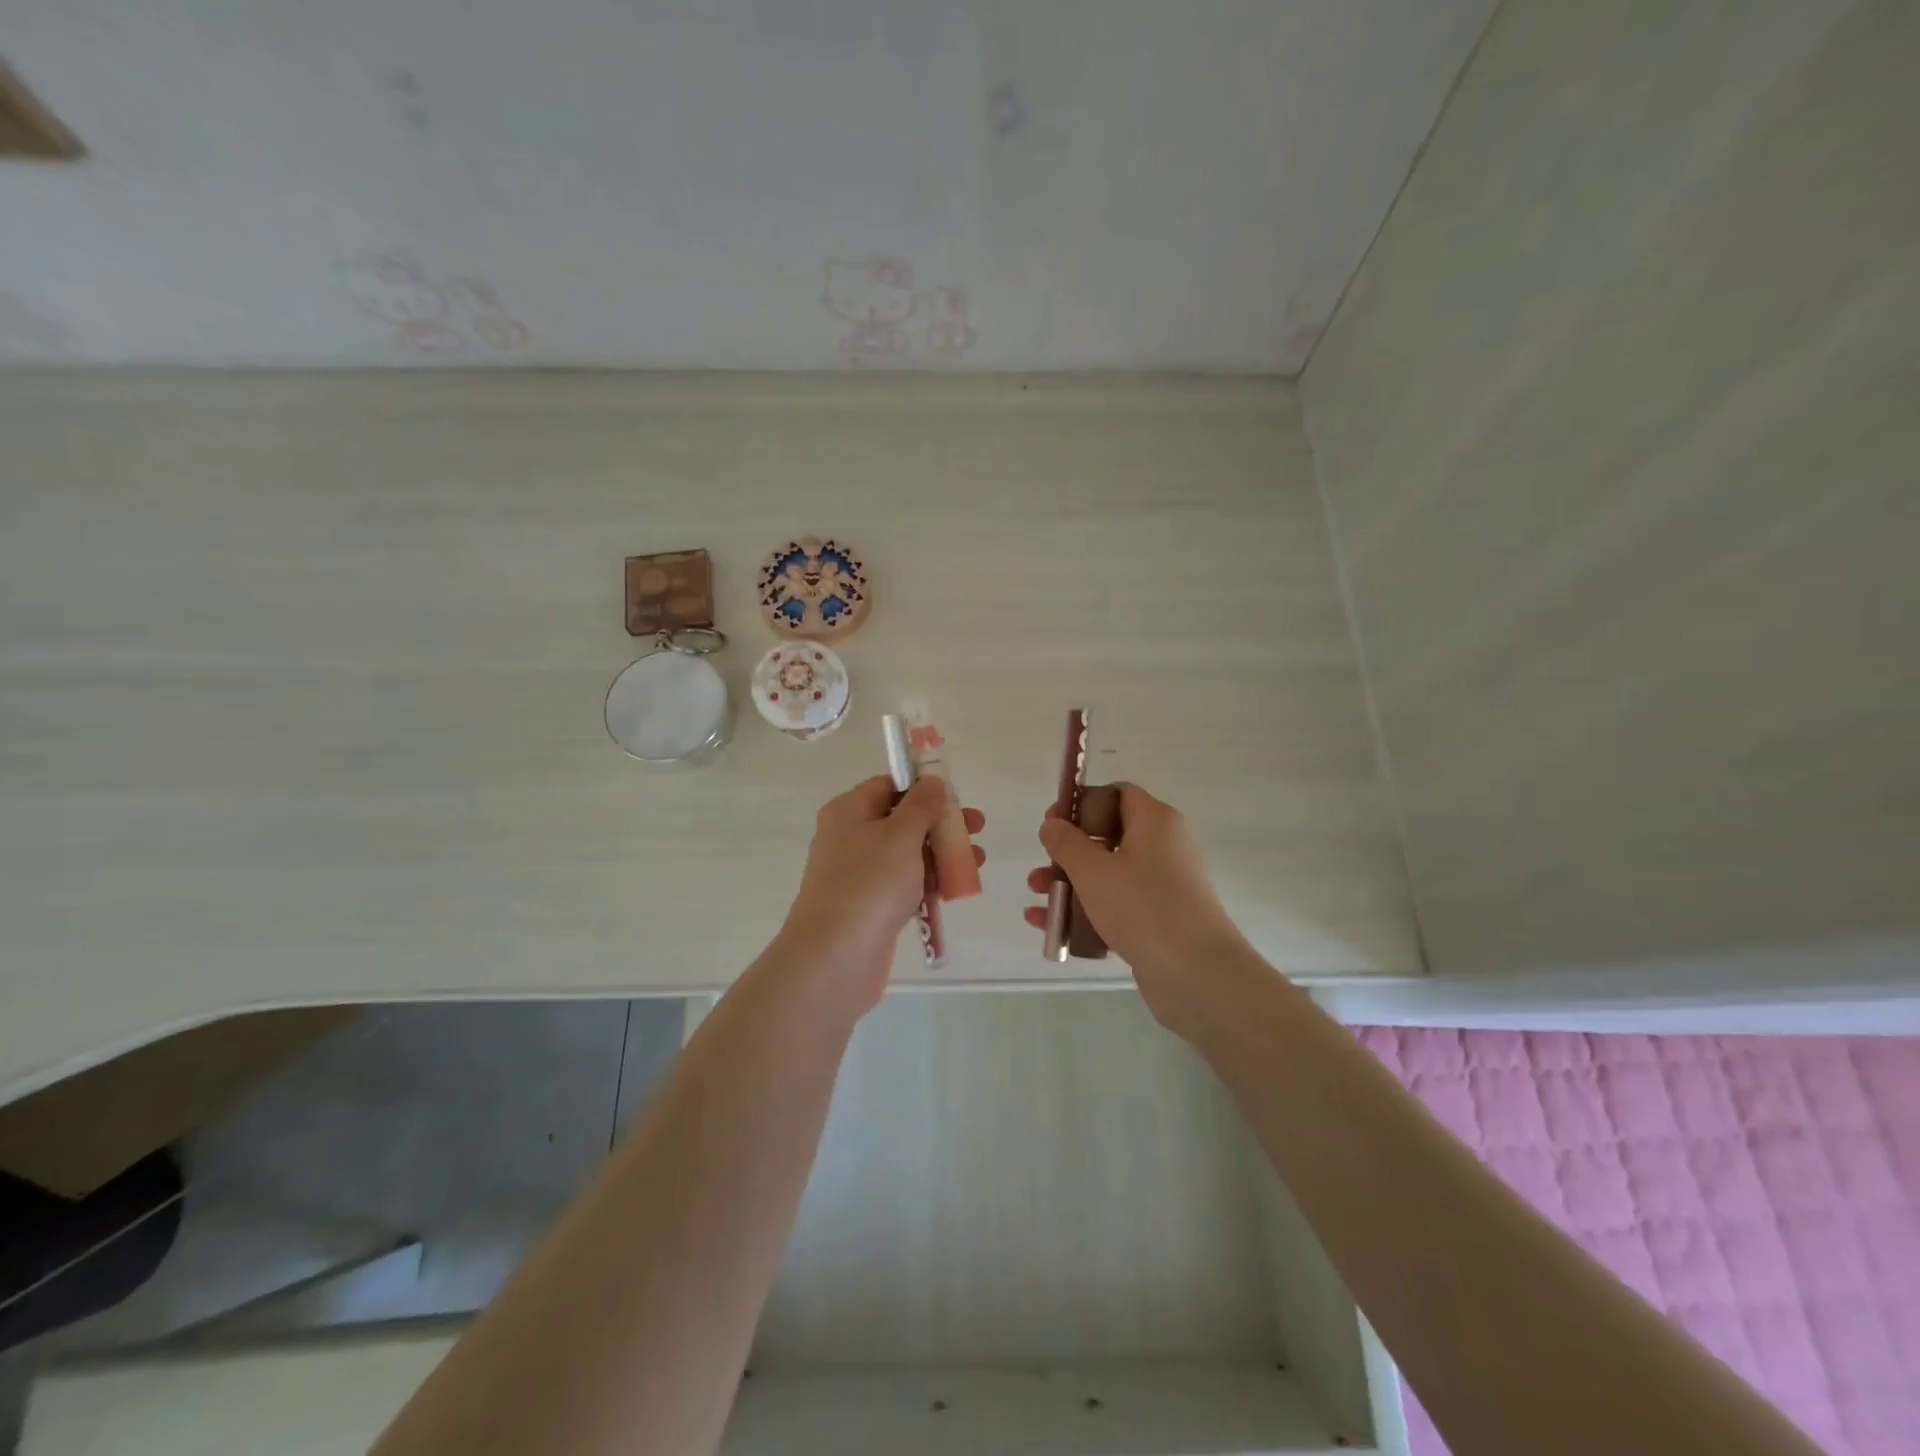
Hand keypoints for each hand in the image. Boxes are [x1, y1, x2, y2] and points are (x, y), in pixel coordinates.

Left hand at [780, 775, 985, 1012]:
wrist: (835, 958)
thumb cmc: (869, 884)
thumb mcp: (900, 835)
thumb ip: (921, 805)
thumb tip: (932, 781)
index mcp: (849, 811)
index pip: (889, 786)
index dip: (923, 788)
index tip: (956, 797)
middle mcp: (849, 838)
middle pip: (901, 821)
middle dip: (941, 824)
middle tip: (977, 827)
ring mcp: (859, 875)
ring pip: (907, 855)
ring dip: (942, 855)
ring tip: (977, 860)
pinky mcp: (870, 907)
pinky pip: (904, 886)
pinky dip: (929, 883)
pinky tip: (957, 889)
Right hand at [1024, 783, 1252, 1032]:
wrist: (1198, 975)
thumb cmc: (1143, 908)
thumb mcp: (1093, 870)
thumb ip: (1066, 843)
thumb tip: (1053, 823)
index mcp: (1155, 822)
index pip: (1118, 794)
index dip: (1082, 803)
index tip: (1053, 822)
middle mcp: (1164, 847)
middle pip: (1109, 836)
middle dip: (1068, 851)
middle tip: (1041, 865)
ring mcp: (1164, 886)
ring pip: (1110, 874)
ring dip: (1071, 883)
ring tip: (1036, 898)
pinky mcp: (1160, 920)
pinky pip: (1117, 906)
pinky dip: (1087, 911)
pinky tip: (1050, 928)